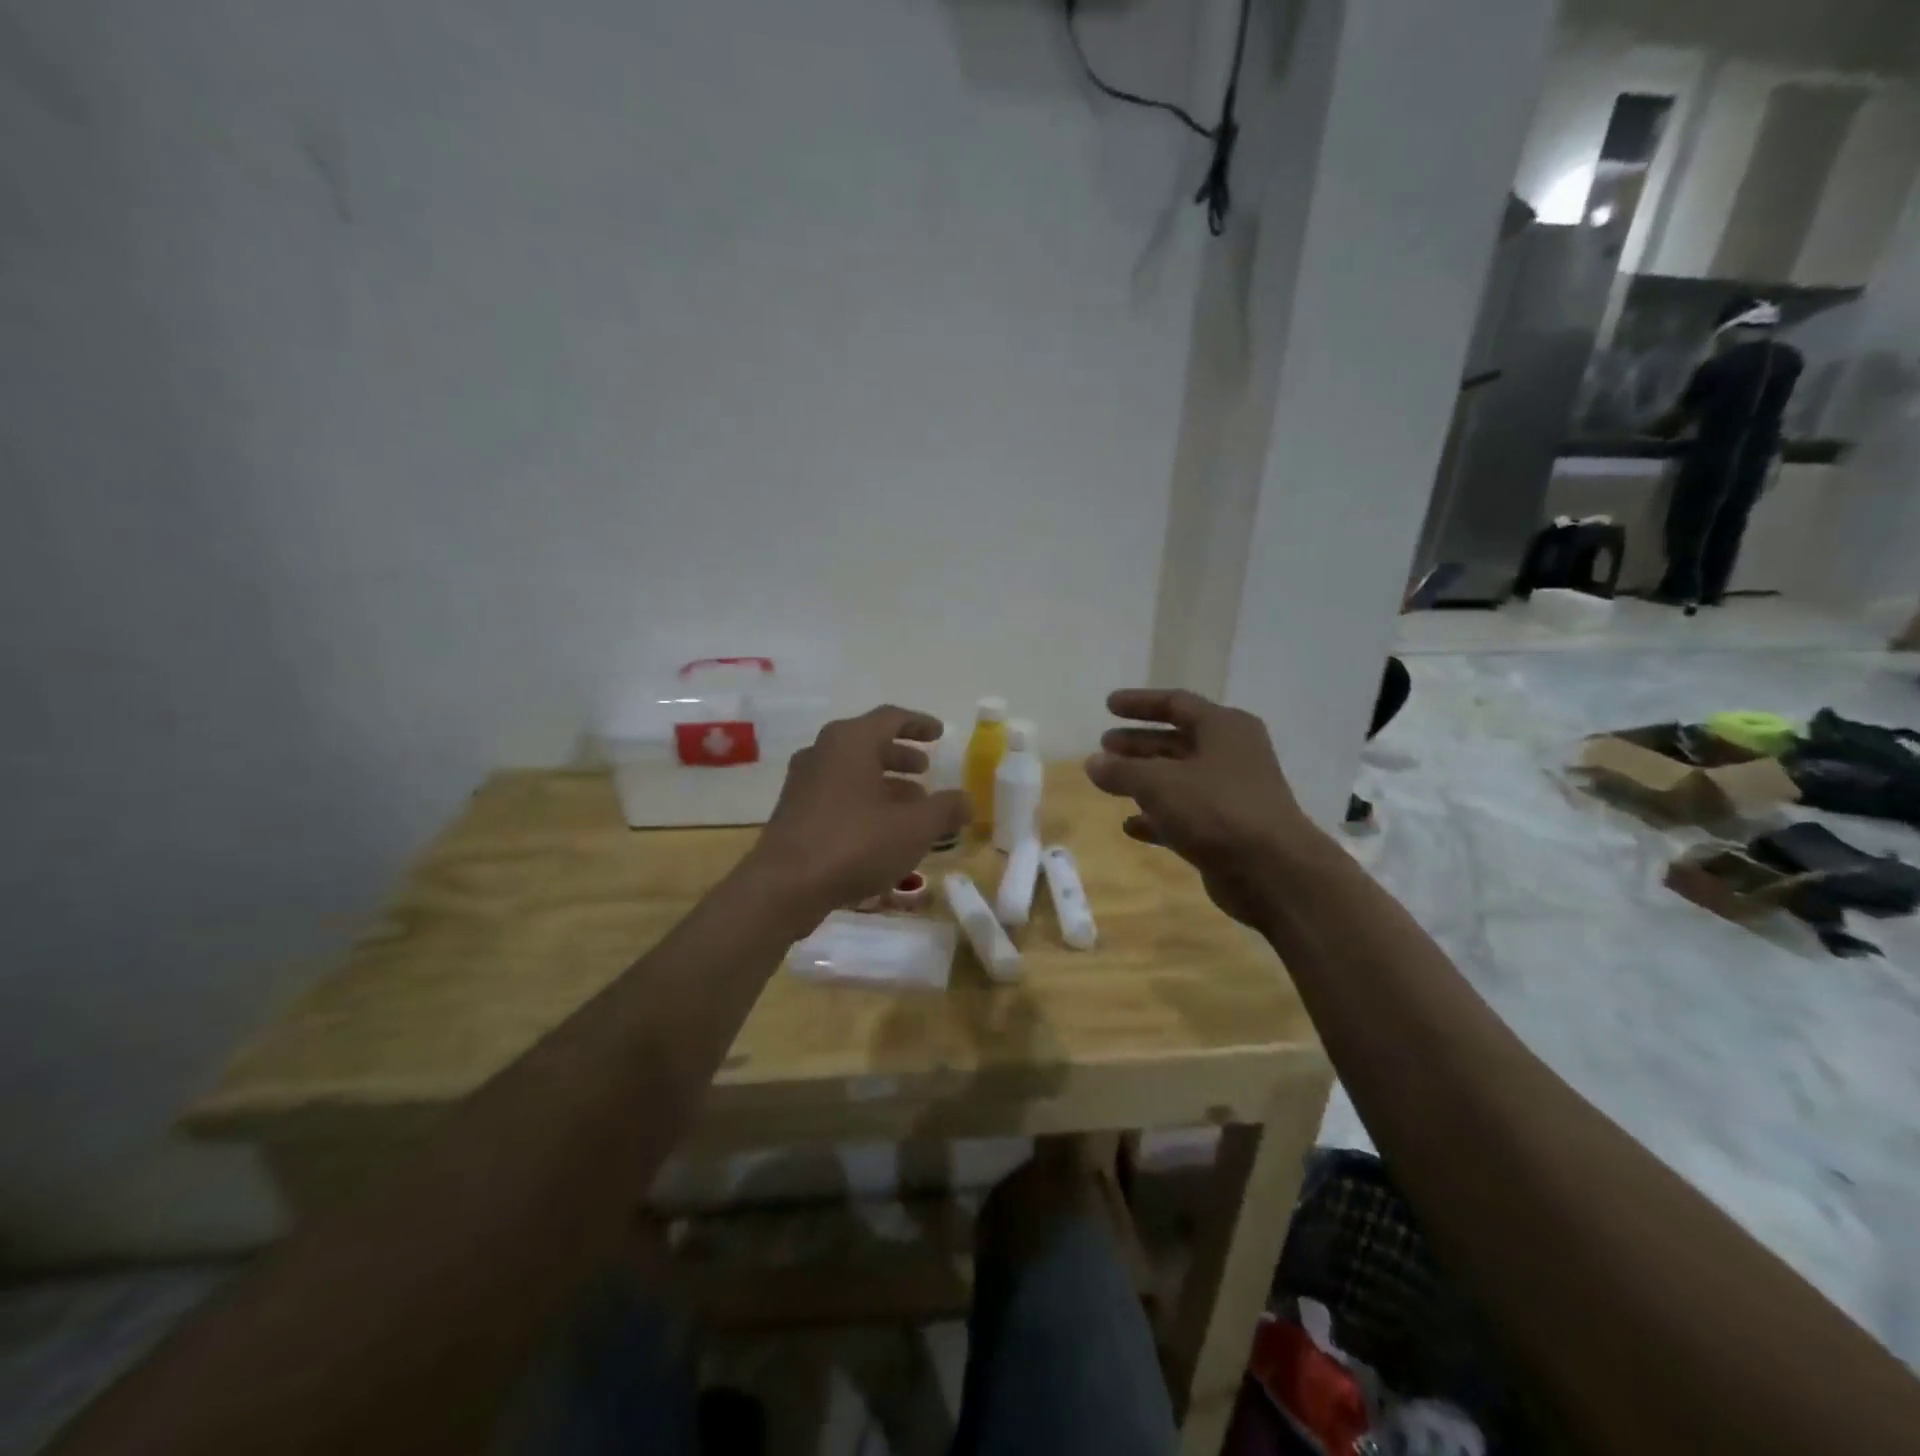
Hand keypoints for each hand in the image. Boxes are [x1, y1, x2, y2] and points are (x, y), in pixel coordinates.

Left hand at [747, 705, 969, 920]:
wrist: (785, 886)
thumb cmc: (855, 843)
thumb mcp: (914, 827)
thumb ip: (945, 809)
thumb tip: (967, 801)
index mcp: (850, 741)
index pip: (891, 718)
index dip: (919, 724)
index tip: (940, 734)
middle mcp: (823, 752)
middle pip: (868, 743)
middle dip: (901, 756)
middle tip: (925, 770)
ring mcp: (803, 782)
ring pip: (852, 771)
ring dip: (884, 782)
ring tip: (912, 804)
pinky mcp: (794, 812)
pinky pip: (837, 794)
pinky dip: (864, 801)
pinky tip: (882, 831)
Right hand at [1085, 689, 1319, 926]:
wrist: (1272, 872)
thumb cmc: (1216, 809)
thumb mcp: (1159, 783)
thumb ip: (1122, 771)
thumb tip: (1093, 763)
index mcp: (1224, 728)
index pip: (1176, 703)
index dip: (1140, 703)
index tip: (1108, 706)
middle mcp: (1232, 755)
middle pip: (1177, 741)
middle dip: (1139, 743)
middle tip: (1104, 744)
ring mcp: (1232, 794)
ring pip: (1179, 778)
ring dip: (1144, 779)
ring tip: (1107, 781)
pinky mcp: (1227, 830)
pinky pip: (1185, 815)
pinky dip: (1157, 817)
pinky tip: (1130, 826)